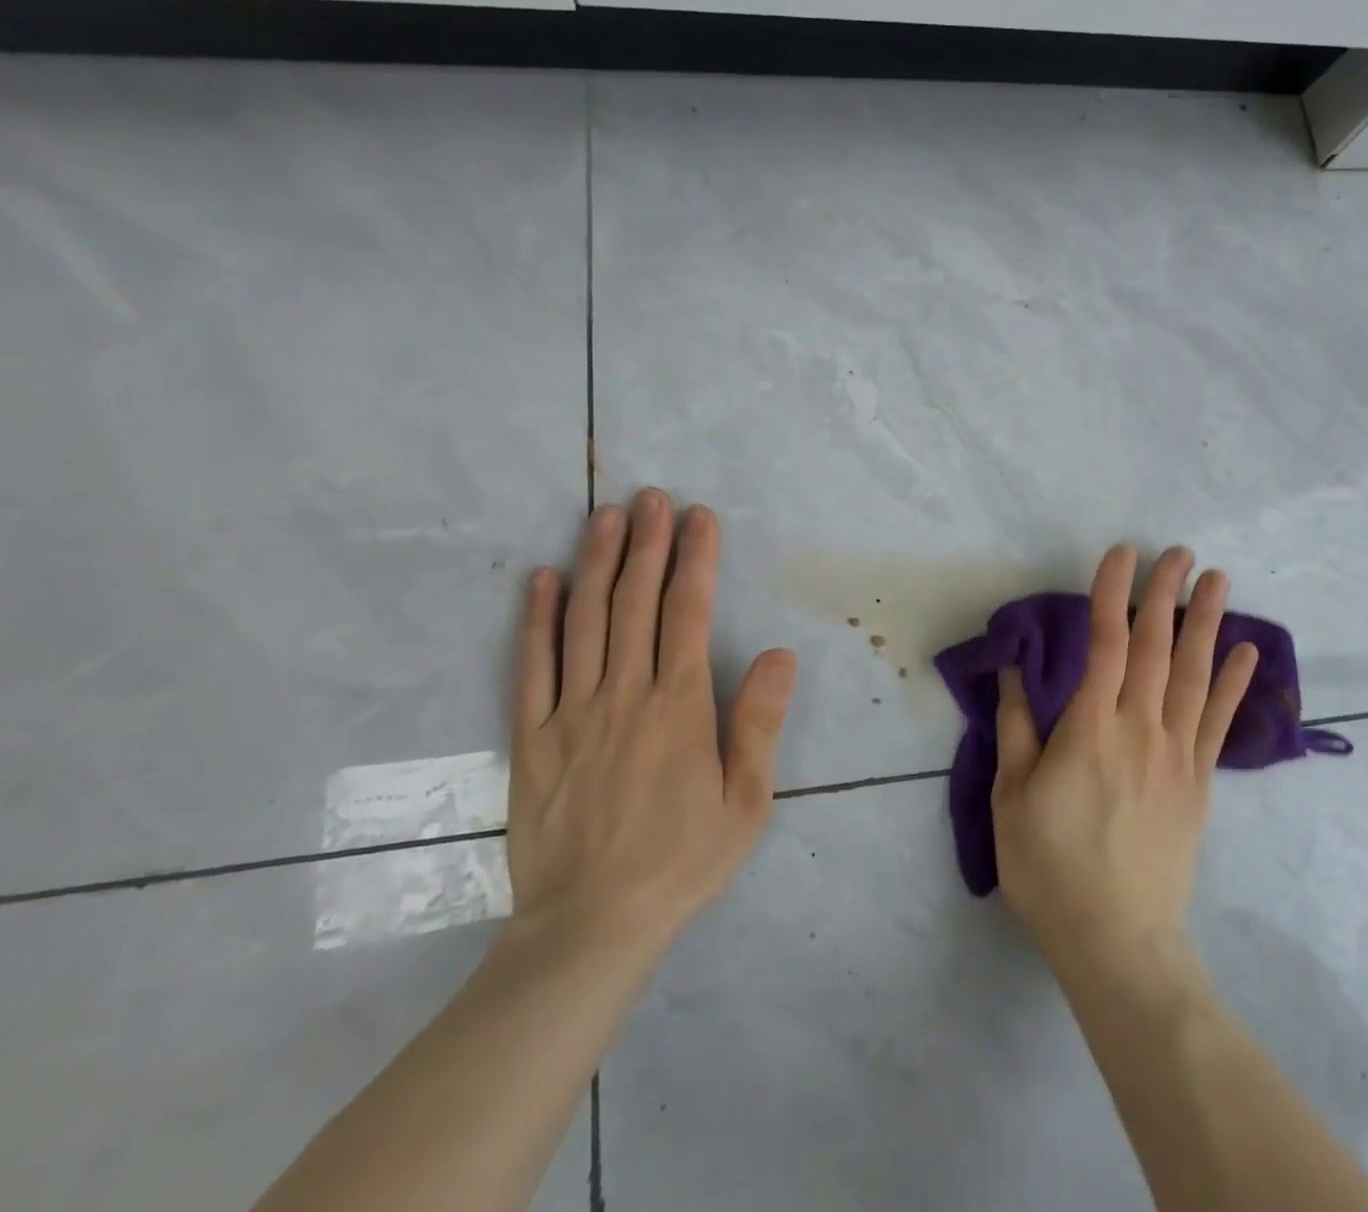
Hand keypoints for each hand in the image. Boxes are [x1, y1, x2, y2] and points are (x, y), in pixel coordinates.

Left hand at [504, 490, 796, 969]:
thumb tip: (778, 654)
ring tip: (604, 516)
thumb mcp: (747, 802)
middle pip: (635, 603)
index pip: (688, 613)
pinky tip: (543, 580)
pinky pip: (532, 667)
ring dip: (596, 563)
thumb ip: (759, 723)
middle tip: (651, 497)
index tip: (700, 517)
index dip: (696, 559)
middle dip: (647, 544)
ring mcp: (572, 713)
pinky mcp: (533, 737)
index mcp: (679, 707)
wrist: (591, 927)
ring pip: (585, 621)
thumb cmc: (683, 862)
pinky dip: (537, 619)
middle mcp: (625, 695)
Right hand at [990, 545, 1256, 970]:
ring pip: (1194, 674)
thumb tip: (1014, 671)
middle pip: (1155, 647)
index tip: (1122, 553)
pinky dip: (1232, 682)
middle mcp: (1140, 729)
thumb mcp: (1012, 797)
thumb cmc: (1050, 867)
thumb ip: (1015, 727)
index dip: (1113, 593)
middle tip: (1178, 551)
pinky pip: (1218, 721)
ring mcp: (1177, 754)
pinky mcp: (1199, 781)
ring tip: (1218, 579)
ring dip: (1206, 622)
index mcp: (1090, 729)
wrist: (1116, 939)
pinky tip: (1243, 650)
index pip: (1106, 644)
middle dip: (1166, 594)